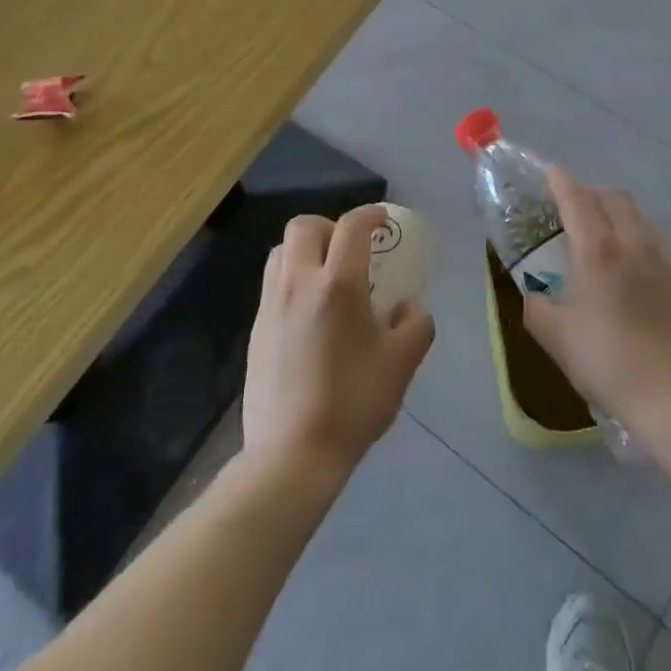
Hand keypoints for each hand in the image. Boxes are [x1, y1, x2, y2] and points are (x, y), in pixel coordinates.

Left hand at [242, 207, 434, 483]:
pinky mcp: (255, 329)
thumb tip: (409, 308)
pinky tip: (310, 313)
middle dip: (329, 226)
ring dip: (305, 251)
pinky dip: (292, 279)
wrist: (291, 455)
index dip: (370, 215)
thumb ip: (415, 325)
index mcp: (338, 283)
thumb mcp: (401, 363)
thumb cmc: (353, 402)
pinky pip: (273, 283)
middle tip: (349, 249)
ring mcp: (271, 304)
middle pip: (304, 226)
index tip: (384, 221)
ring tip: (327, 277)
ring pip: (281, 252)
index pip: (352, 226)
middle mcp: (299, 282)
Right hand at [520, 167, 670, 429]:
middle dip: (591, 191)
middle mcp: (634, 243)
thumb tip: (533, 292)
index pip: (576, 199)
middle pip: (614, 197)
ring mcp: (666, 259)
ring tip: (605, 231)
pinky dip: (641, 238)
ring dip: (618, 212)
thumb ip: (537, 308)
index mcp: (598, 252)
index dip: (560, 181)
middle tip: (574, 204)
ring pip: (641, 216)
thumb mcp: (557, 340)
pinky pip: (660, 243)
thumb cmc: (609, 364)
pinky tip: (636, 266)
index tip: (549, 171)